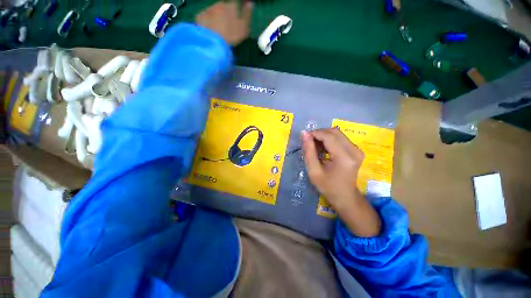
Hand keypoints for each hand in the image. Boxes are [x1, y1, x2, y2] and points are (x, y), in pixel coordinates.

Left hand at [196, 1, 252, 45]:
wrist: (213, 41)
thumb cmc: (231, 35)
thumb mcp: (244, 28)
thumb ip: (247, 15)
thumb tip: (250, 4)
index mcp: (231, 6)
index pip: (234, 3)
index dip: (236, 8)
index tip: (237, 14)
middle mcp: (220, 4)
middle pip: (223, 6)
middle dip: (225, 12)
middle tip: (226, 25)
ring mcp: (208, 9)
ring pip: (214, 11)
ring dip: (216, 17)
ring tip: (218, 29)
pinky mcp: (200, 16)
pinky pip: (205, 17)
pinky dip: (207, 21)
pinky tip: (210, 30)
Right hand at [301, 128, 381, 236]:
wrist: (345, 197)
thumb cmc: (328, 187)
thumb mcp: (314, 171)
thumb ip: (308, 151)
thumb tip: (304, 133)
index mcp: (344, 158)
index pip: (328, 136)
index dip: (315, 133)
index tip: (304, 137)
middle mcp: (354, 150)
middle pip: (334, 132)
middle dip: (319, 133)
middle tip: (309, 142)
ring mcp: (357, 149)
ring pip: (337, 133)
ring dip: (323, 136)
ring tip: (315, 146)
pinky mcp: (356, 150)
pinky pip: (340, 138)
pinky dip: (329, 140)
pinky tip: (323, 148)